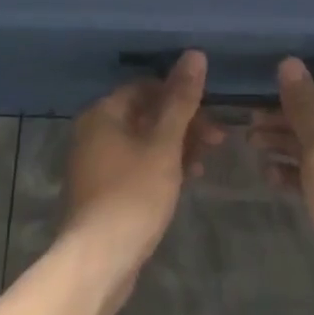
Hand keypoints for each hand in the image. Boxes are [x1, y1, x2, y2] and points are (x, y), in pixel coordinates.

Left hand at [59, 50, 219, 314]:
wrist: (98, 260)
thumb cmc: (133, 194)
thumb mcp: (164, 144)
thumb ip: (181, 100)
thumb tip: (195, 54)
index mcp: (103, 114)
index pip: (147, 87)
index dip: (182, 96)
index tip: (212, 115)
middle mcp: (94, 132)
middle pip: (146, 114)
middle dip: (184, 124)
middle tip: (219, 140)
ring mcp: (96, 163)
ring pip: (144, 142)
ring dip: (177, 147)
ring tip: (204, 165)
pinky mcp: (103, 191)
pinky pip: (137, 166)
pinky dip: (161, 167)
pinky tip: (185, 181)